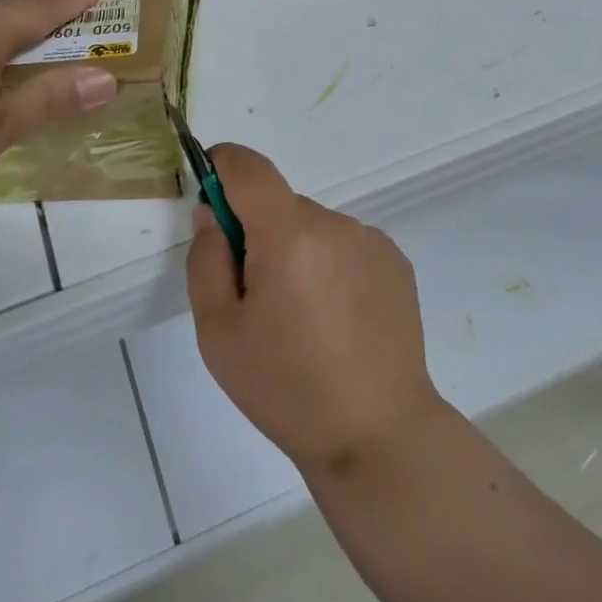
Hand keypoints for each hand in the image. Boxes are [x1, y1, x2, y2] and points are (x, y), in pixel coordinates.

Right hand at [186, 145, 444, 476]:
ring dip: (296, 251)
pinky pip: (345, 244)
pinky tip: (337, 319)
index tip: (209, 197)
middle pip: (279, 204)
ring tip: (303, 318)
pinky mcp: (396, 260)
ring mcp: (372, 240)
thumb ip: (206, 258)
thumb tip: (212, 213)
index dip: (221, 168)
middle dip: (258, 233)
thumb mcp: (218, 332)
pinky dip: (329, 265)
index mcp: (290, 236)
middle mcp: (336, 224)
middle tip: (256, 298)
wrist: (377, 434)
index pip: (249, 167)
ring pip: (312, 226)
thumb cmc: (286, 388)